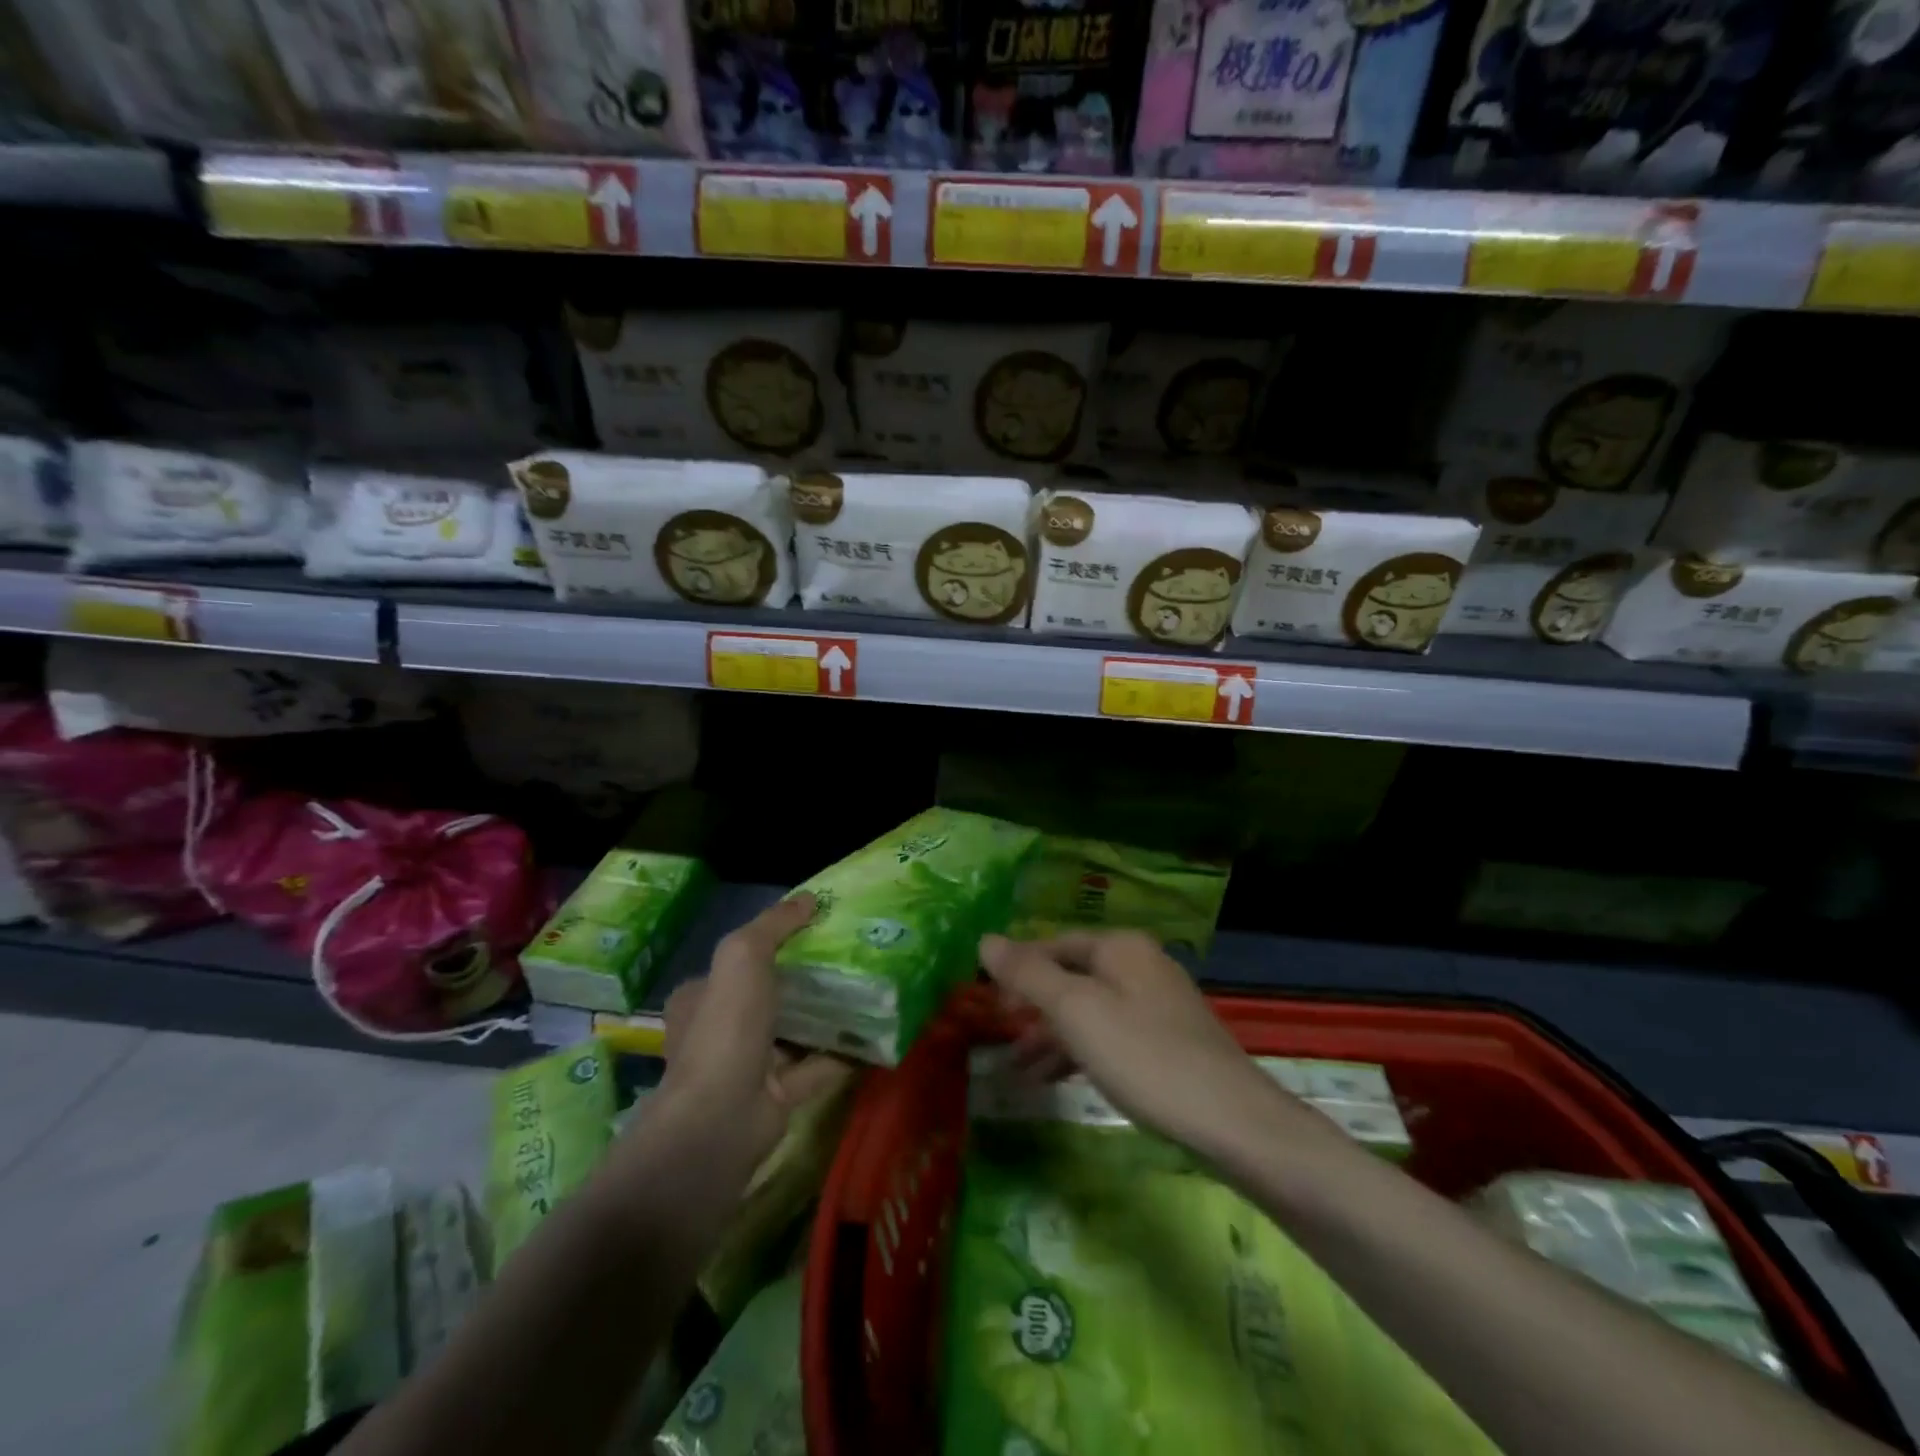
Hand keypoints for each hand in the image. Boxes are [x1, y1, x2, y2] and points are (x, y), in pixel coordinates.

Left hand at [653, 894, 856, 1170]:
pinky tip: (874, 1034)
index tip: (814, 929)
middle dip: (805, 979)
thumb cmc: (726, 1028)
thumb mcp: (743, 955)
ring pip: (795, 1031)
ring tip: (868, 988)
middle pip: (769, 996)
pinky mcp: (777, 1097)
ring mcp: (749, 1067)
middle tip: (849, 957)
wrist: (722, 1120)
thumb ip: (774, 924)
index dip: (772, 943)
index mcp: (701, 998)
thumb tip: (809, 899)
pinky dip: (842, 1053)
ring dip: (826, 1015)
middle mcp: (720, 1032)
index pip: (736, 963)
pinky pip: (817, 1067)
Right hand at [978, 930, 1293, 1161]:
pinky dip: (1081, 1053)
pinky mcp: (1167, 1041)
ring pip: (1089, 1011)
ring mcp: (1157, 1003)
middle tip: (1001, 1035)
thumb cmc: (1144, 1056)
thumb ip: (1028, 974)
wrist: (1232, 1121)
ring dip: (1052, 1036)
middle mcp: (1139, 965)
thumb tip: (985, 939)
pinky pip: (1110, 1036)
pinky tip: (1058, 1081)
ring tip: (1019, 1071)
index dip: (1017, 970)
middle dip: (1033, 1007)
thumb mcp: (1075, 1012)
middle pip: (1071, 977)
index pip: (1053, 945)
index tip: (987, 1003)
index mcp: (1119, 947)